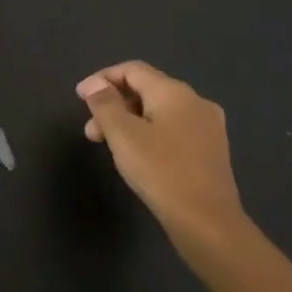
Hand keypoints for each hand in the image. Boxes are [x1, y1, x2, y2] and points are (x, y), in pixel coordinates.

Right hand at [77, 62, 256, 275]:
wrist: (207, 221)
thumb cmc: (160, 171)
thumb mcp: (123, 135)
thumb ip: (105, 104)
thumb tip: (95, 84)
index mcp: (174, 92)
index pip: (133, 70)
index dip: (102, 79)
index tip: (80, 99)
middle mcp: (196, 101)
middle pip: (146, 89)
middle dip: (114, 105)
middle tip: (91, 131)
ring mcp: (207, 126)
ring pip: (159, 112)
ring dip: (129, 122)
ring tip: (110, 147)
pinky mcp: (211, 150)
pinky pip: (173, 129)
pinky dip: (149, 134)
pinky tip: (138, 157)